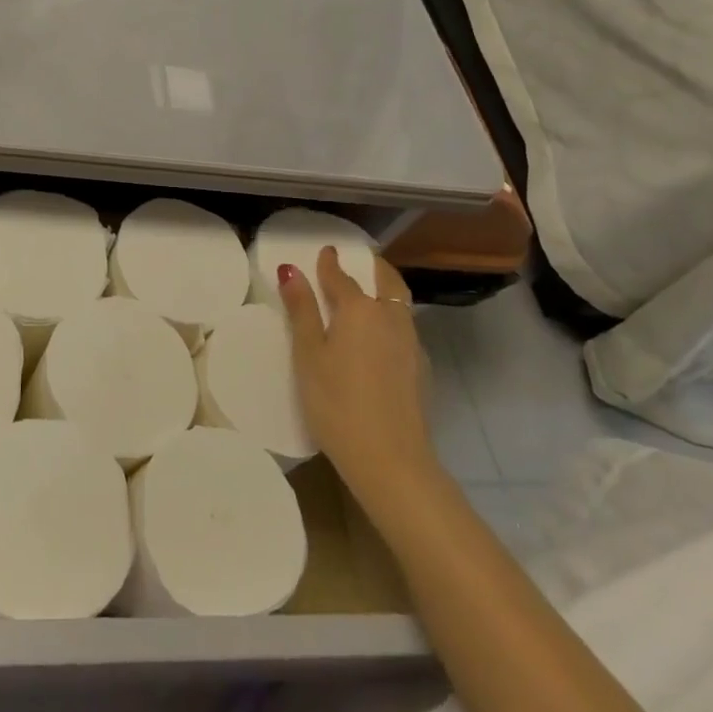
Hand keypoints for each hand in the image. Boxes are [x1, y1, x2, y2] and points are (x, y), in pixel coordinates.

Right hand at [278, 247, 434, 499]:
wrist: (391, 460)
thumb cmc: (337, 402)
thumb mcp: (308, 355)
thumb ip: (302, 310)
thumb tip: (292, 270)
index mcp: (359, 309)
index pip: (342, 276)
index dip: (330, 263)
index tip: (325, 251)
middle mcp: (390, 317)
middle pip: (385, 281)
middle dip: (371, 267)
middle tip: (358, 262)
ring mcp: (411, 343)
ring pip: (399, 303)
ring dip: (384, 290)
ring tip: (368, 294)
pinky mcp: (421, 369)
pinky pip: (405, 327)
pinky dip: (392, 317)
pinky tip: (380, 336)